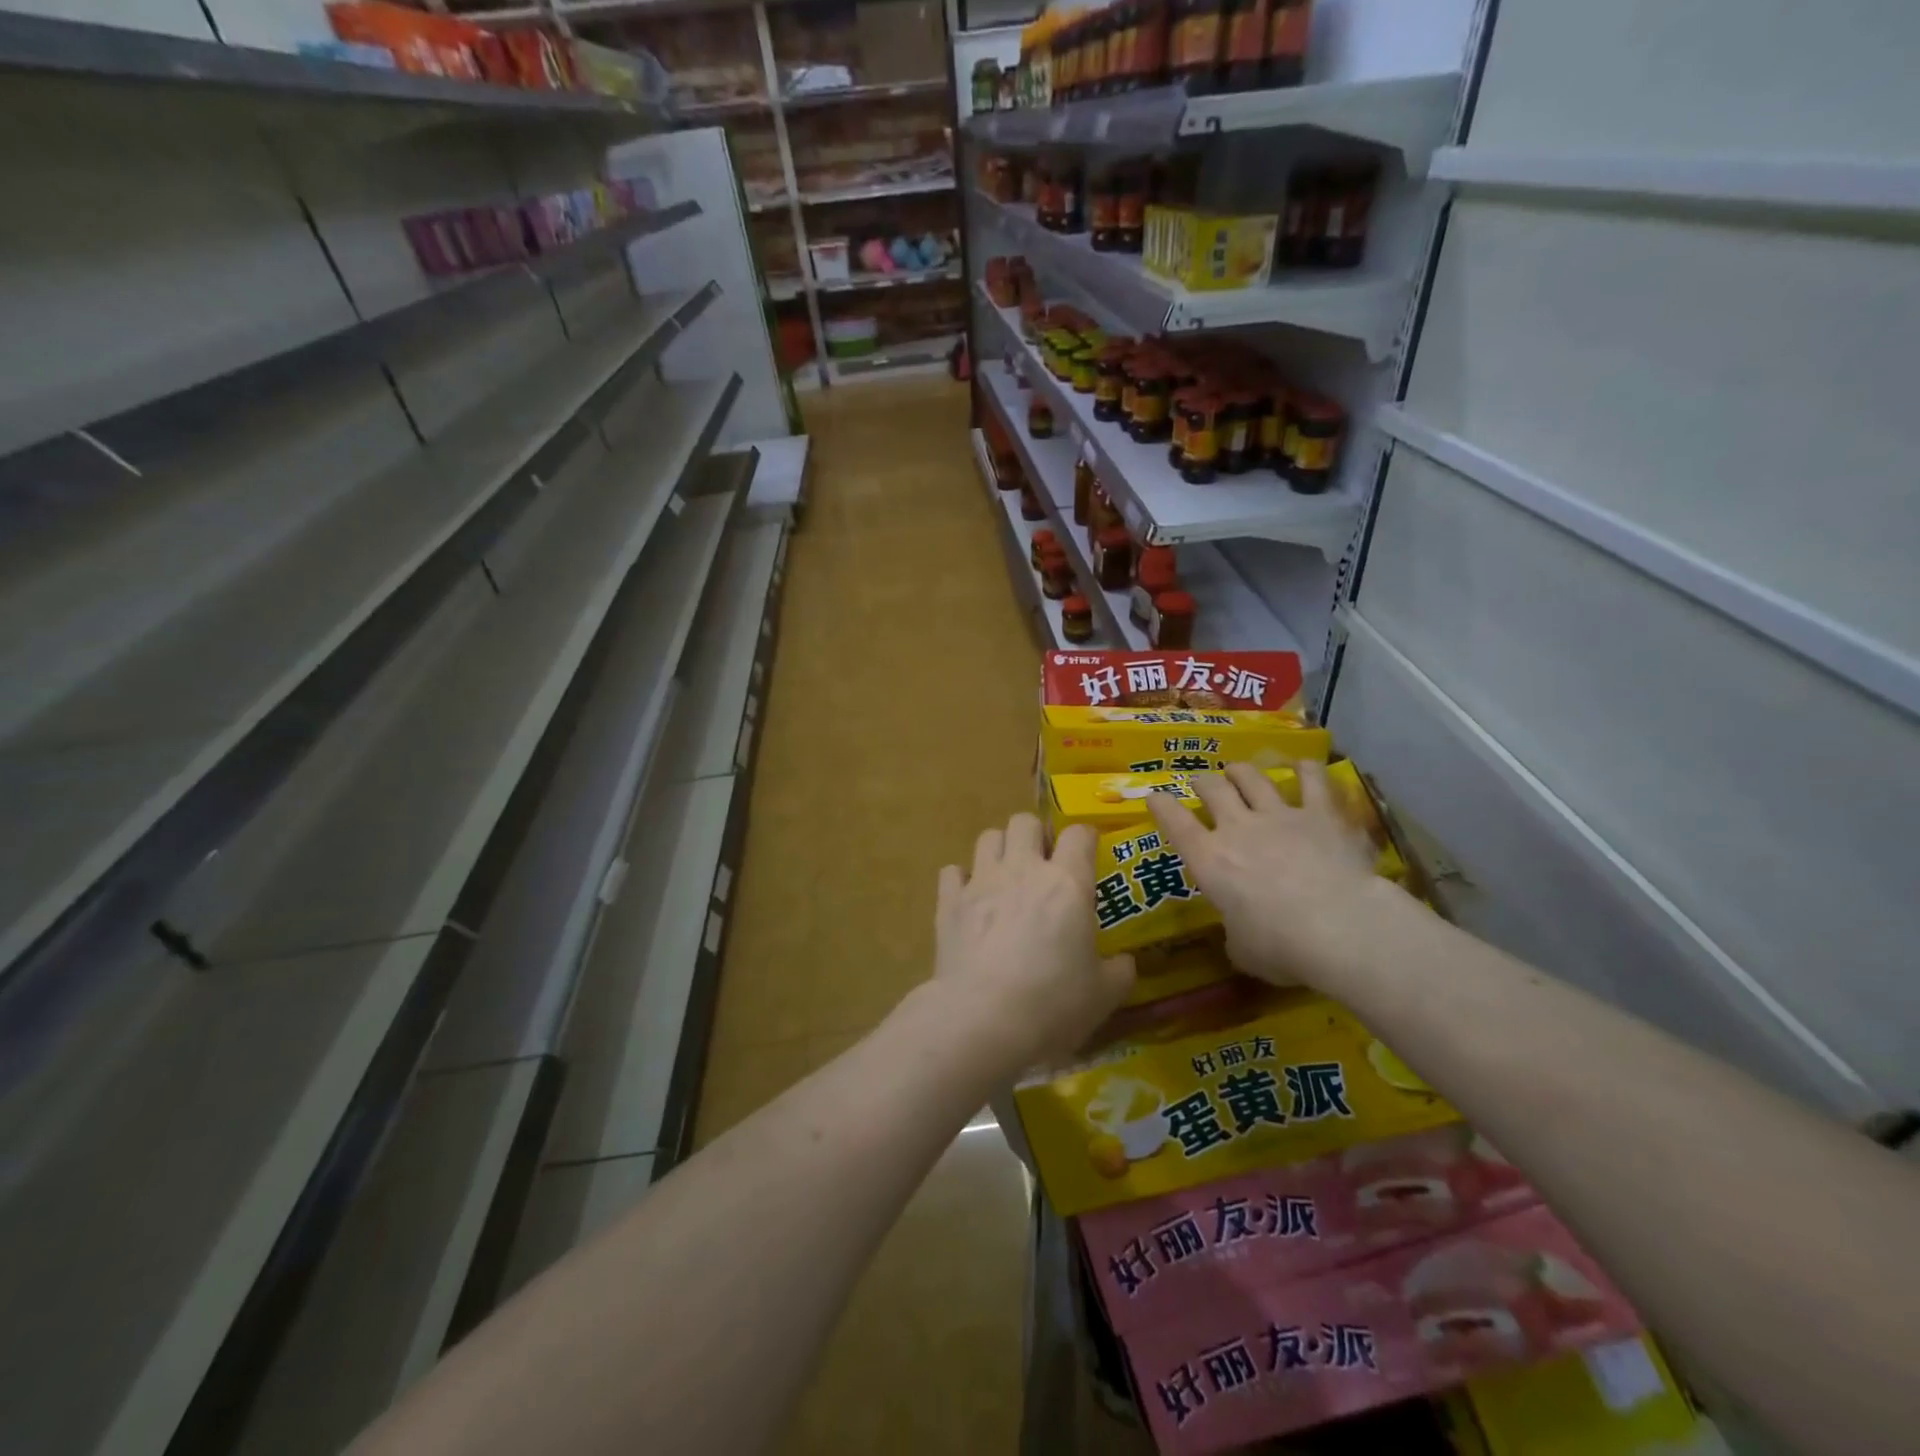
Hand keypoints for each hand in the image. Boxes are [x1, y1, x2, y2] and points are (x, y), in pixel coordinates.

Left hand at [932, 813, 1134, 1072]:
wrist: (983, 1019)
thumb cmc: (1052, 1004)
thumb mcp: (1103, 996)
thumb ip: (1118, 972)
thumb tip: (1124, 963)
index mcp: (1067, 883)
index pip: (1079, 834)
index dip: (1085, 838)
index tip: (1088, 854)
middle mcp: (1023, 869)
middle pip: (1025, 821)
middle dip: (1035, 835)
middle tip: (1043, 863)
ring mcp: (981, 882)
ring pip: (988, 836)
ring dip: (999, 849)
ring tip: (1005, 876)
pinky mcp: (949, 902)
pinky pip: (952, 871)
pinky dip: (961, 880)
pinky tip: (969, 900)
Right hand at [1147, 761, 1389, 991]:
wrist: (1340, 928)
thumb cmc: (1281, 947)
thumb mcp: (1242, 949)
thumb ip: (1234, 930)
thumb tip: (1240, 930)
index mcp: (1209, 860)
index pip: (1175, 823)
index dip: (1161, 806)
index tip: (1155, 797)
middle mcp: (1238, 828)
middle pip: (1213, 789)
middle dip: (1203, 783)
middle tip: (1202, 783)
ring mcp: (1280, 816)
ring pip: (1252, 778)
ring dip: (1241, 771)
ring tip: (1238, 770)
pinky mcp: (1321, 814)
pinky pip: (1312, 780)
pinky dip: (1305, 770)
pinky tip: (1302, 765)